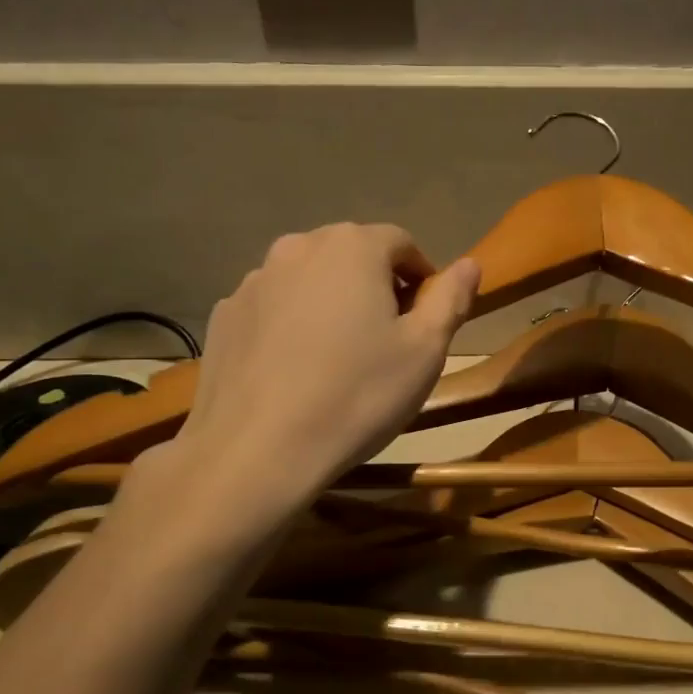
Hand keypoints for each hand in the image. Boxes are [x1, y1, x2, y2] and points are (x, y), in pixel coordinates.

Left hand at [167, 223, 478, 506]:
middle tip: (386, 338)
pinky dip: (291, 324)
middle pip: (351, 254)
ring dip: (331, 301)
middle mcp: (298, 248)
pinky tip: (295, 369)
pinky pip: (273, 307)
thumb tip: (469, 264)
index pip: (400, 242)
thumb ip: (451, 298)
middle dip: (376, 285)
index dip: (420, 277)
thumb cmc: (357, 395)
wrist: (257, 450)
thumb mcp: (425, 351)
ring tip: (338, 356)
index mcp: (353, 247)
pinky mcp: (223, 316)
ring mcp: (254, 281)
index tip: (425, 318)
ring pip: (309, 279)